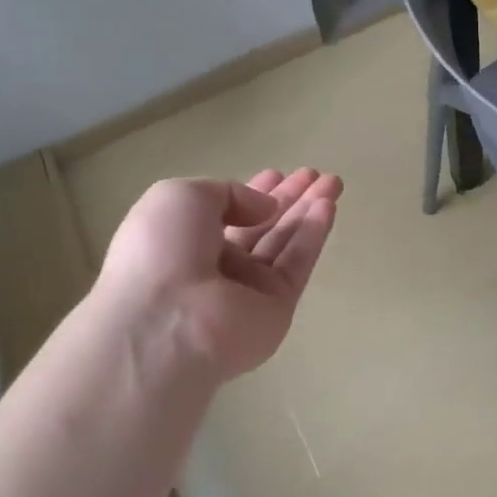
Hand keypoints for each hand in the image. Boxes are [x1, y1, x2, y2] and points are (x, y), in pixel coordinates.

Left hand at [94, 169, 341, 382]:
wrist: (167, 322)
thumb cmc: (162, 250)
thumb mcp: (182, 196)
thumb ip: (228, 193)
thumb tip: (264, 209)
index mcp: (184, 241)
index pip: (227, 213)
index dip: (252, 193)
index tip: (279, 174)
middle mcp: (216, 267)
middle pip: (261, 226)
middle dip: (289, 199)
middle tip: (315, 174)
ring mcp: (247, 291)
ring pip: (284, 243)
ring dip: (308, 211)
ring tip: (333, 182)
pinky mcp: (276, 309)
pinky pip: (297, 265)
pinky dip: (314, 235)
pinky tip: (328, 207)